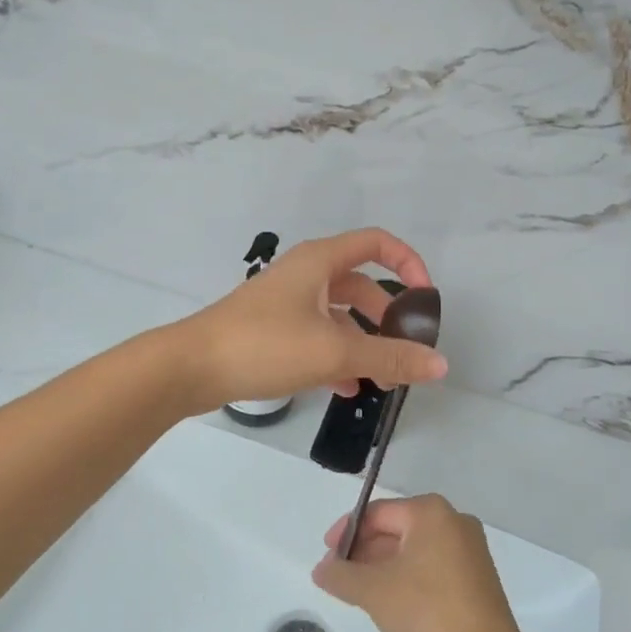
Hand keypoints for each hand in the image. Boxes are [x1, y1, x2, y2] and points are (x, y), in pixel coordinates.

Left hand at [175, 228, 447, 411]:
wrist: (190, 367)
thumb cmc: (265, 345)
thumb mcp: (334, 351)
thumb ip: (389, 358)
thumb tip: (440, 366)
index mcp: (320, 261)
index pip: (377, 243)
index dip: (409, 263)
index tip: (425, 300)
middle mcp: (305, 273)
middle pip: (361, 285)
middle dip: (387, 317)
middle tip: (405, 352)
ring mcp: (286, 302)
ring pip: (339, 315)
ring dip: (363, 342)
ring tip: (381, 380)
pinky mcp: (272, 329)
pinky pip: (317, 335)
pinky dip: (336, 355)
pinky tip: (345, 388)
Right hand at [311, 494, 527, 631]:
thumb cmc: (428, 610)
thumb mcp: (374, 592)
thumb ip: (341, 576)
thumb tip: (322, 569)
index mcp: (430, 512)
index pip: (377, 513)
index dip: (347, 534)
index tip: (328, 560)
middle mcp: (453, 520)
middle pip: (396, 528)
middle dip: (366, 552)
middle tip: (342, 578)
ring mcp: (470, 548)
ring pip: (415, 549)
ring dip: (385, 566)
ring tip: (364, 593)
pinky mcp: (478, 575)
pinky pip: (433, 565)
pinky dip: (409, 577)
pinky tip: (396, 603)